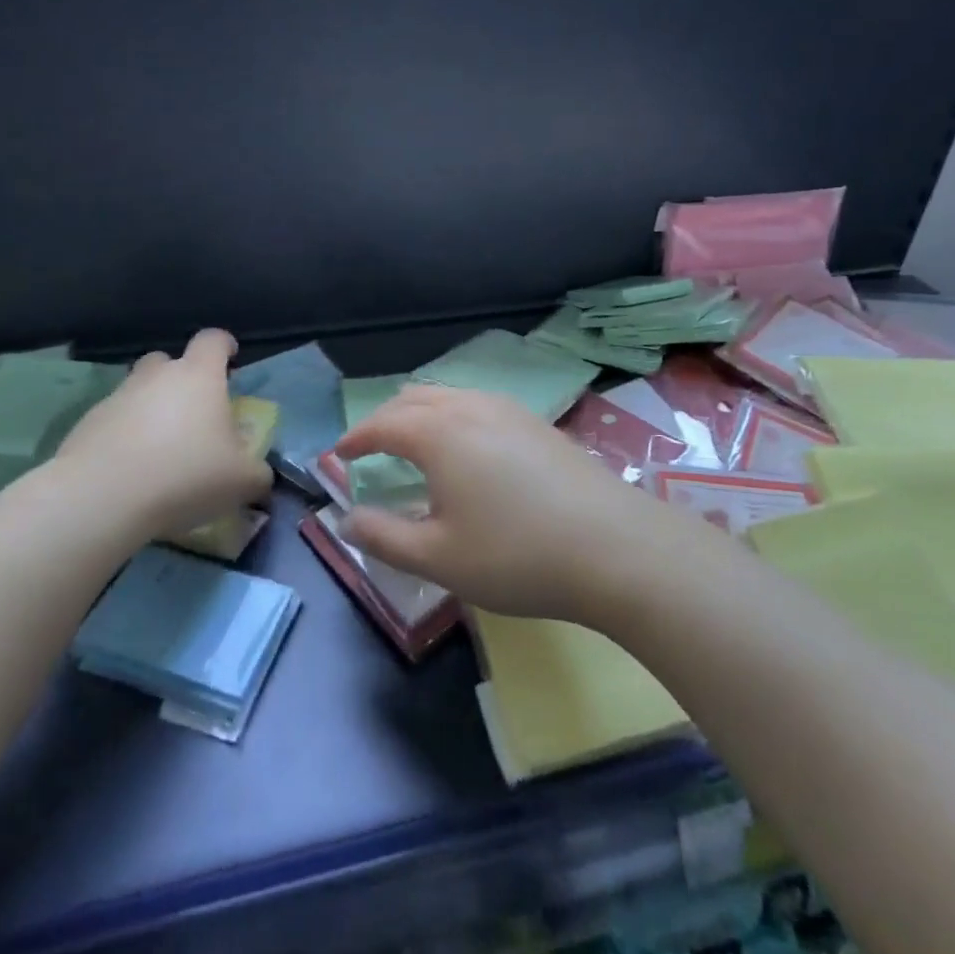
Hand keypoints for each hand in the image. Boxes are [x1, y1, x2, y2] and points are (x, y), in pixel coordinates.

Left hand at [43, 329, 270, 537]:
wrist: (103, 496)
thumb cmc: (185, 474)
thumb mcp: (241, 481)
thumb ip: (257, 473)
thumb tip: (259, 475)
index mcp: (199, 376)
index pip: (213, 340)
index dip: (224, 346)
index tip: (231, 360)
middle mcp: (157, 376)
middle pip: (168, 360)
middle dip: (180, 377)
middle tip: (192, 410)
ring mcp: (117, 397)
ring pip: (138, 390)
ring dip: (150, 408)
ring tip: (160, 447)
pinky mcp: (87, 424)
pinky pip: (113, 421)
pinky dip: (124, 436)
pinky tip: (131, 469)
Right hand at [337, 385, 667, 623]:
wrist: (616, 547)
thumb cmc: (517, 555)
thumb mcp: (439, 557)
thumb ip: (384, 537)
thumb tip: (348, 519)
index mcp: (439, 432)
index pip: (382, 423)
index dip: (355, 438)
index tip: (338, 455)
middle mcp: (471, 406)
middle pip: (414, 398)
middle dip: (386, 419)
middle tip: (372, 450)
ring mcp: (510, 410)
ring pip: (450, 396)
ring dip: (422, 415)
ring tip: (416, 447)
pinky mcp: (538, 423)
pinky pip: (479, 405)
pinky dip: (455, 418)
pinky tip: (469, 452)